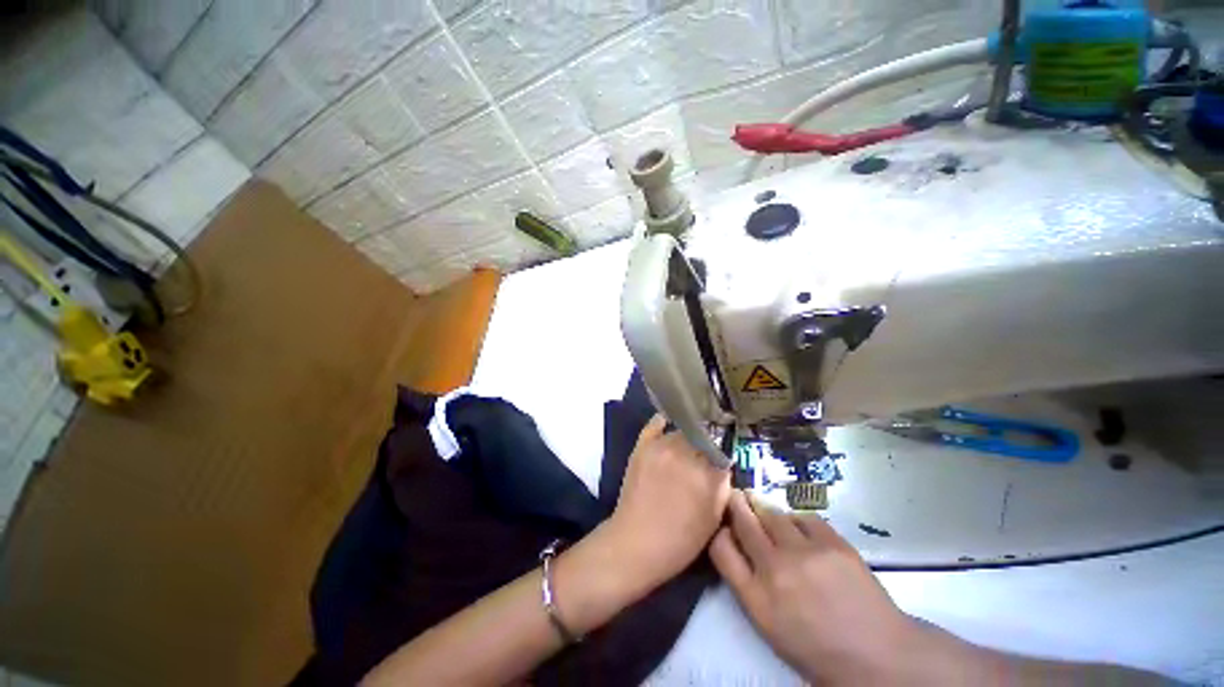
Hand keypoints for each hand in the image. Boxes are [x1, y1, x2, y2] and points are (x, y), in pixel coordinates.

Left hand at [605, 415, 730, 587]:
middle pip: (704, 435)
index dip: (724, 451)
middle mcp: (686, 453)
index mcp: (707, 473)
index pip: (723, 448)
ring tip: (688, 446)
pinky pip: (656, 423)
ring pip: (683, 430)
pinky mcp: (643, 445)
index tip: (723, 455)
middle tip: (705, 453)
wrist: (636, 542)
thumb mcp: (713, 518)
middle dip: (707, 443)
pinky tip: (668, 426)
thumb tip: (723, 463)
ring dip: (688, 437)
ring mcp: (662, 446)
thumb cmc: (680, 539)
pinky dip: (664, 423)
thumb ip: (723, 486)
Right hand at [709, 491, 919, 684]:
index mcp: (756, 598)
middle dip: (735, 504)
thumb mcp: (768, 622)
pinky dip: (796, 519)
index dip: (718, 530)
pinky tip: (798, 526)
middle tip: (735, 494)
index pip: (720, 547)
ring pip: (771, 514)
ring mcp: (805, 553)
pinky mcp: (833, 543)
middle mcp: (775, 570)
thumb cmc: (815, 644)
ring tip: (759, 502)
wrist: (876, 655)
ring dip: (762, 506)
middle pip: (743, 521)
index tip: (722, 523)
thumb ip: (745, 581)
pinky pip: (803, 516)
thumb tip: (733, 541)